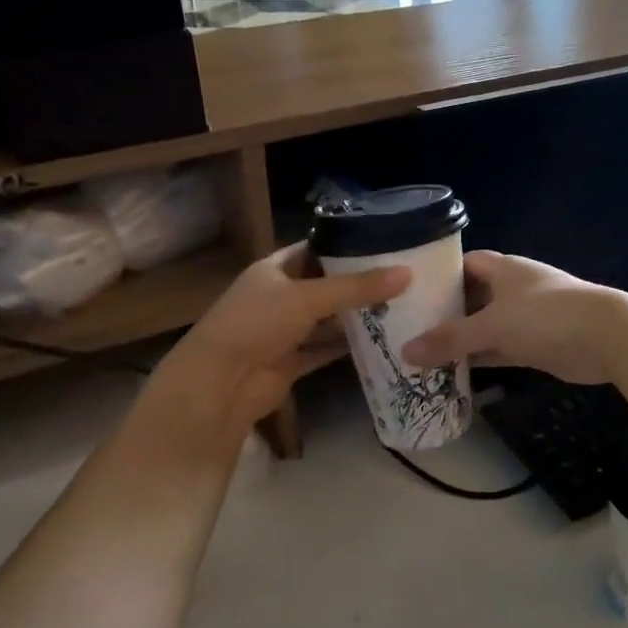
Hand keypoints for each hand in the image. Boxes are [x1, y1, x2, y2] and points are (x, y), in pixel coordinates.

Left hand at [148, 243, 408, 443]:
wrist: (220, 384)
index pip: (315, 248)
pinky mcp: (292, 361)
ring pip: (327, 320)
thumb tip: (407, 273)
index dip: (347, 245)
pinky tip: (382, 341)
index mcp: (274, 269)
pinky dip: (348, 347)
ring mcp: (285, 331)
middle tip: (405, 278)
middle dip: (359, 284)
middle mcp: (279, 297)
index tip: (386, 243)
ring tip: (402, 307)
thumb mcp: (308, 298)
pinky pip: (325, 349)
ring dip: (357, 318)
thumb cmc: (257, 325)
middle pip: (326, 286)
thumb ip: (357, 287)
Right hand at [402, 251, 627, 385]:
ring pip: (484, 327)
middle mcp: (513, 289)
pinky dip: (480, 359)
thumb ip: (450, 339)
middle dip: (444, 312)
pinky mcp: (535, 345)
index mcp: (503, 269)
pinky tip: (453, 372)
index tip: (410, 292)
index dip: (438, 275)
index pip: (464, 264)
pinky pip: (499, 349)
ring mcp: (526, 318)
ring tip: (421, 354)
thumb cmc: (545, 317)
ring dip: (461, 340)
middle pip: (471, 297)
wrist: (607, 338)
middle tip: (407, 328)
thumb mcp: (492, 326)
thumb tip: (406, 352)